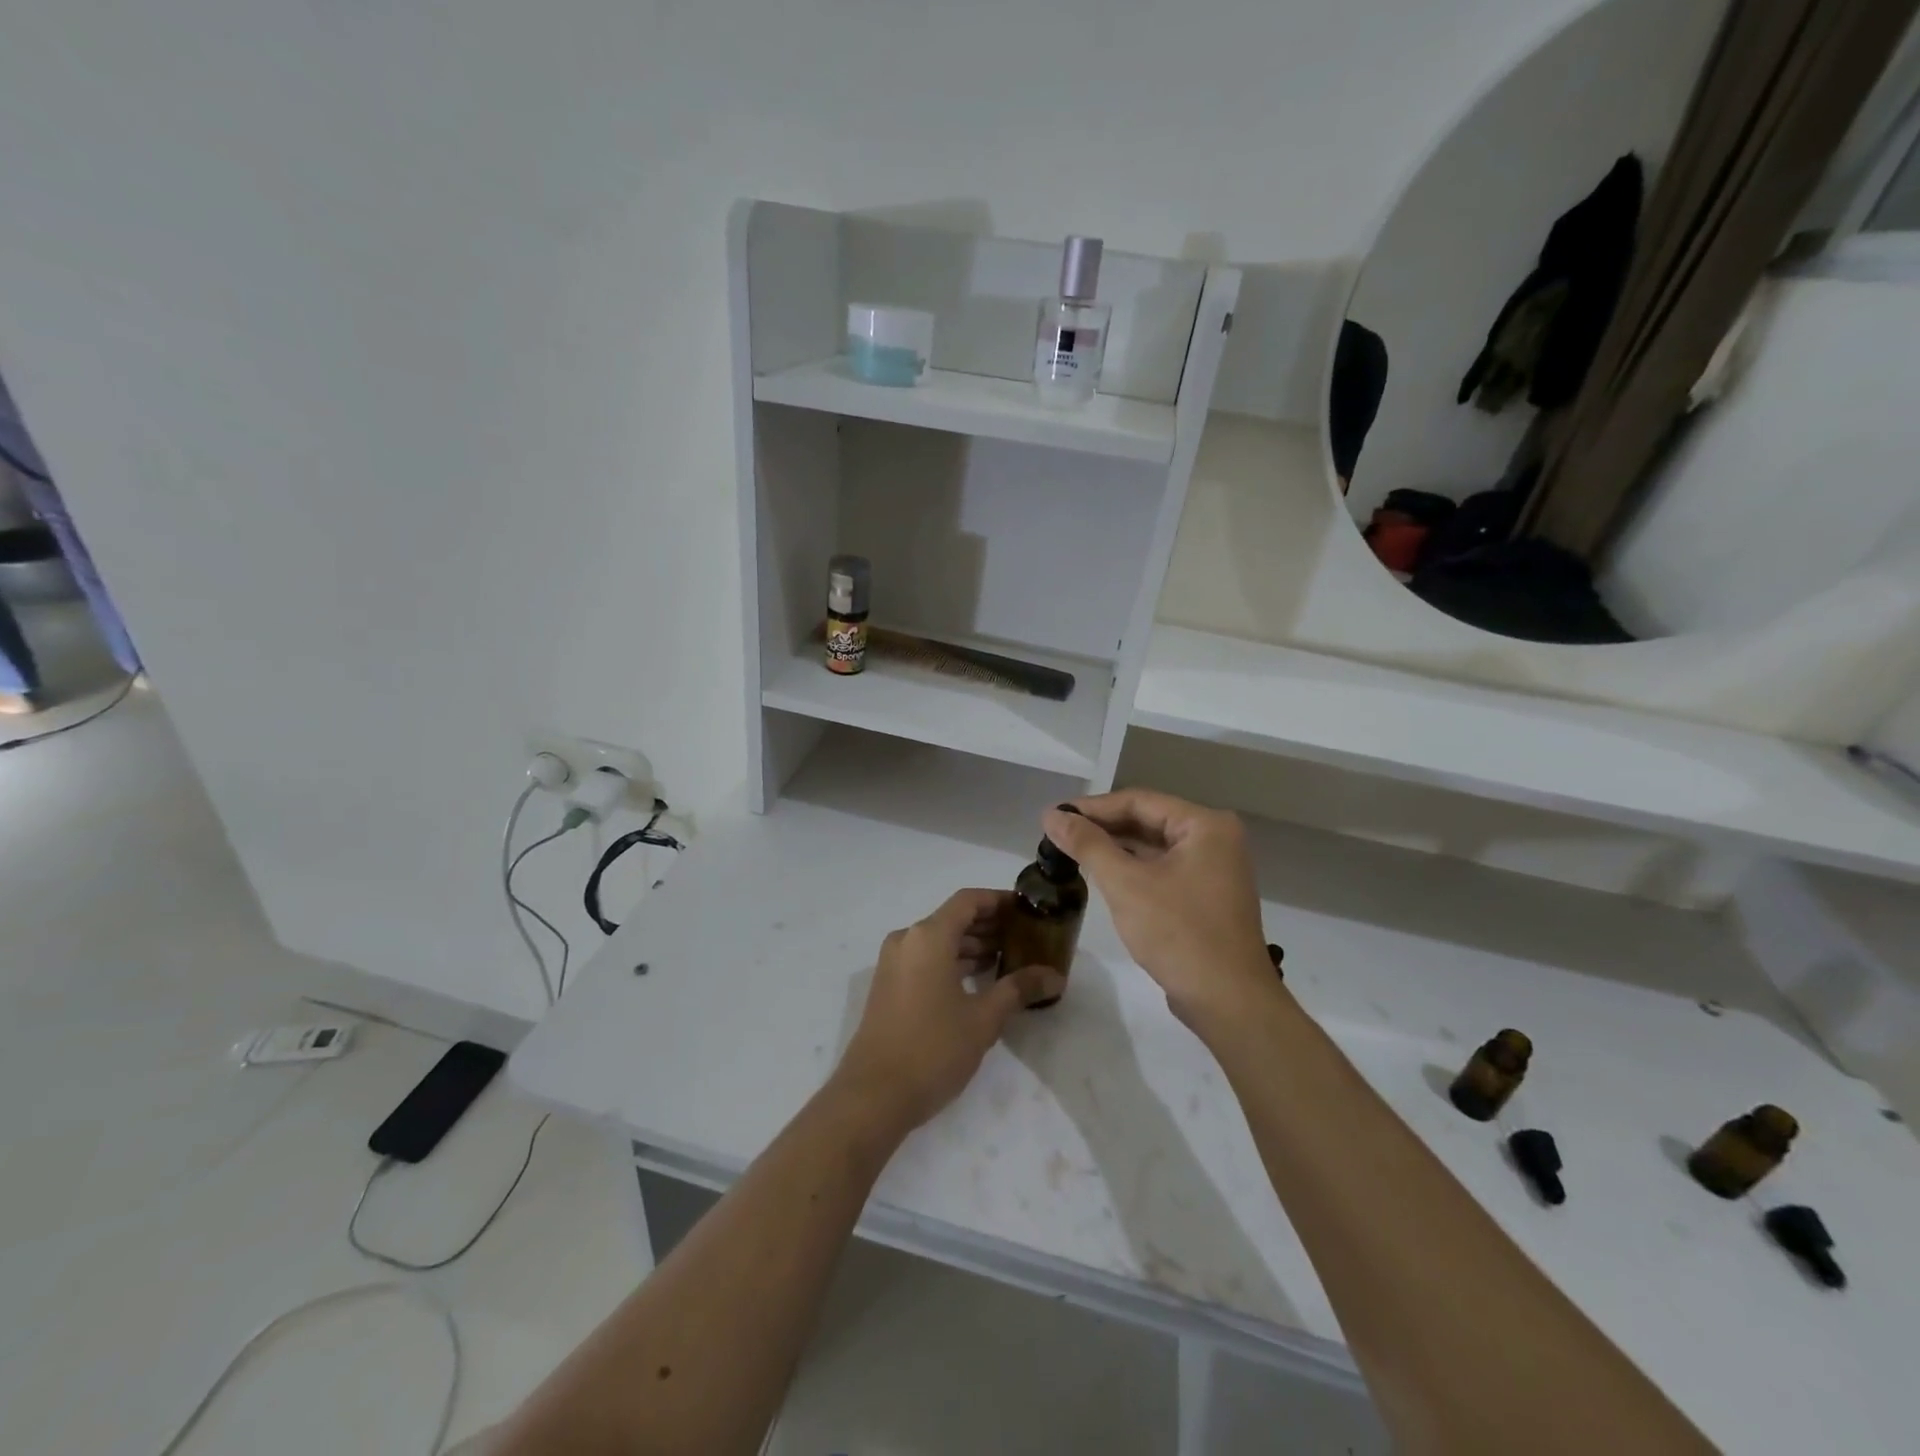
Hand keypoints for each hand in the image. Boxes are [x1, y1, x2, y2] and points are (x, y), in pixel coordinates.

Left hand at [834, 888, 1028, 1131]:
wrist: (873, 1095)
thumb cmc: (932, 1049)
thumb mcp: (983, 1019)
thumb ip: (1019, 989)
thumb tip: (1055, 976)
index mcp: (928, 936)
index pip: (968, 900)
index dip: (999, 900)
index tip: (1028, 910)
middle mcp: (907, 940)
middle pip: (953, 918)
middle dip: (990, 925)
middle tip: (1026, 938)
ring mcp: (894, 962)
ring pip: (939, 940)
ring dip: (972, 946)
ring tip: (1009, 960)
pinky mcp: (889, 985)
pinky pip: (926, 959)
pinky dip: (952, 961)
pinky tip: (978, 981)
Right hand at [1042, 791, 1274, 1026]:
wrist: (1228, 1002)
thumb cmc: (1178, 933)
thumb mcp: (1125, 884)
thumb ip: (1087, 844)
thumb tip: (1051, 815)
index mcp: (1205, 825)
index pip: (1138, 802)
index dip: (1092, 807)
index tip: (1054, 815)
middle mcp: (1215, 839)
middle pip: (1148, 821)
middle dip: (1102, 827)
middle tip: (1058, 833)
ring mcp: (1214, 869)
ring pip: (1154, 847)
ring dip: (1115, 849)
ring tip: (1071, 850)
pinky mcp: (1206, 896)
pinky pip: (1163, 869)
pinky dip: (1133, 870)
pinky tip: (1102, 874)